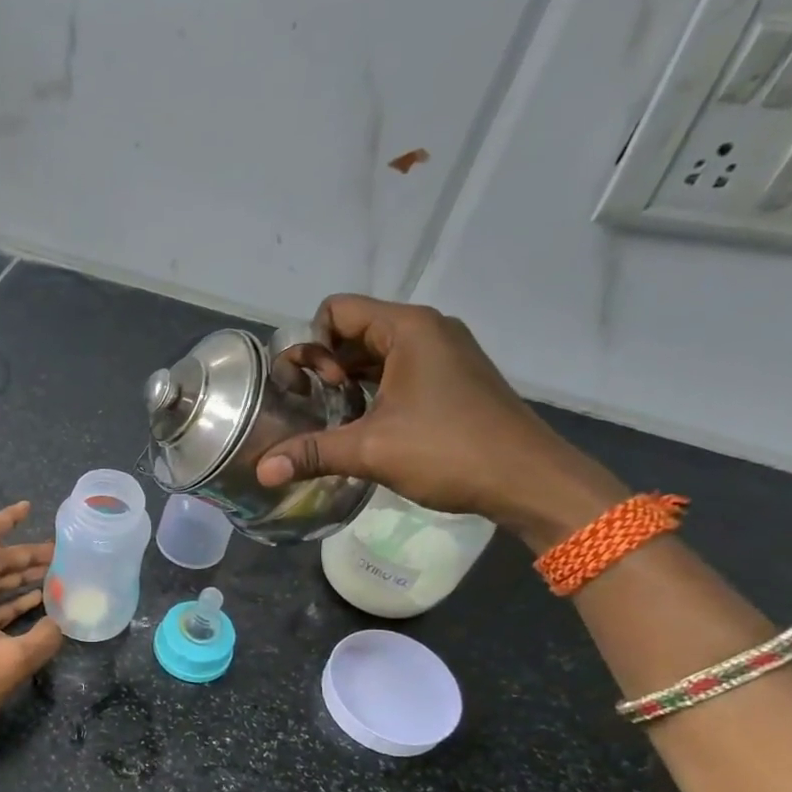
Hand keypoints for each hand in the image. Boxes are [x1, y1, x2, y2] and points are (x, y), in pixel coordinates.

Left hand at [0, 502, 62, 742]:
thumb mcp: (12, 661)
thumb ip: (44, 638)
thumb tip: (62, 624)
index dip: (8, 520)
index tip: (29, 508)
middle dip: (25, 557)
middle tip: (60, 556)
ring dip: (18, 581)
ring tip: (53, 579)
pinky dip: (6, 604)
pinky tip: (32, 608)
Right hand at [254, 296, 628, 550]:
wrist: (529, 480)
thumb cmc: (450, 451)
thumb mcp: (371, 451)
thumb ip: (312, 453)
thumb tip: (261, 471)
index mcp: (408, 328)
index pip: (336, 310)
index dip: (311, 345)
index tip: (312, 388)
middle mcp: (427, 330)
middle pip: (354, 330)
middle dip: (324, 365)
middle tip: (312, 407)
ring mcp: (444, 354)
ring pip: (376, 354)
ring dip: (348, 382)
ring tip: (331, 420)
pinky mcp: (453, 379)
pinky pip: (399, 371)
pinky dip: (374, 391)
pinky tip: (364, 427)